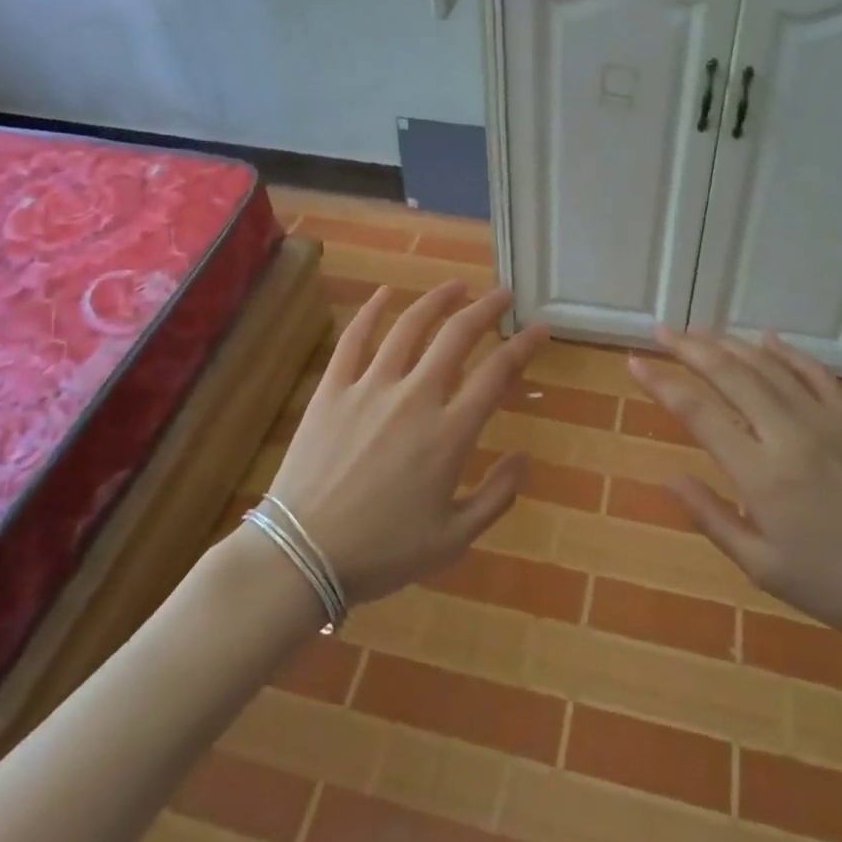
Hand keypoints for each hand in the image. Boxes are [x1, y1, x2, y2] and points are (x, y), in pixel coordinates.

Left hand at [264, 281, 547, 604]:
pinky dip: (371, 311)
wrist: (302, 555)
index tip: (540, 329)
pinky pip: (354, 339)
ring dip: (437, 301)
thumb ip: (497, 496)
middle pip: (457, 337)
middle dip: (486, 309)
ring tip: (457, 286)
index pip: (497, 374)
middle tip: (502, 295)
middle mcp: (415, 397)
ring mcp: (370, 387)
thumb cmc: (382, 552)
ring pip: (409, 327)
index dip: (524, 346)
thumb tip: (525, 458)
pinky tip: (385, 293)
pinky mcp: (333, 389)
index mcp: (449, 433)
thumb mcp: (453, 539)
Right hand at [630, 329, 841, 655]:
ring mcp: (825, 419)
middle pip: (729, 374)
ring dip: (728, 344)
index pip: (698, 412)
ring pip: (767, 365)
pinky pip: (813, 372)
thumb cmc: (838, 585)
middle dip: (689, 348)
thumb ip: (711, 517)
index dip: (661, 383)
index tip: (635, 363)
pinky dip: (785, 351)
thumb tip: (667, 476)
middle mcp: (788, 433)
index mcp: (761, 473)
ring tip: (699, 332)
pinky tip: (766, 340)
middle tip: (661, 331)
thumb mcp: (763, 567)